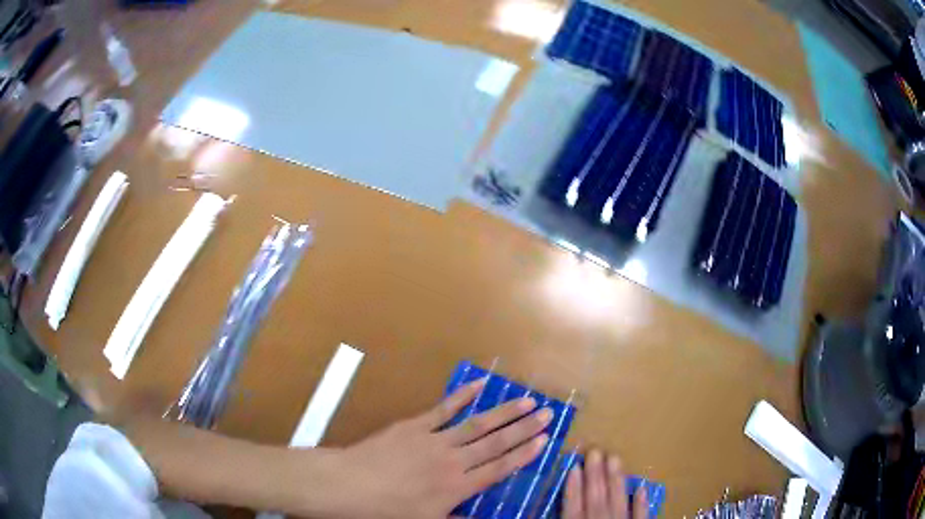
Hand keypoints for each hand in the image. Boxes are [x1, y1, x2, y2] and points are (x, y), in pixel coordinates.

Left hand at [325, 378, 552, 517]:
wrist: (348, 486)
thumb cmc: (386, 511)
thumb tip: (484, 518)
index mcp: (458, 486)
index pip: (499, 467)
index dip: (524, 454)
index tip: (544, 440)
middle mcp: (453, 460)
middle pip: (495, 442)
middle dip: (524, 428)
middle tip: (548, 413)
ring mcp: (434, 439)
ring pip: (477, 423)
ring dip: (503, 411)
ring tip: (526, 399)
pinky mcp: (414, 425)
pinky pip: (443, 408)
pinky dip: (462, 396)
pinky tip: (478, 385)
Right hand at [564, 450, 646, 518]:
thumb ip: (560, 517)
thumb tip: (538, 511)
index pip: (573, 507)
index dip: (573, 487)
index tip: (574, 466)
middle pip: (596, 499)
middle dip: (595, 475)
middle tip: (595, 451)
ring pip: (618, 502)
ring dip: (616, 481)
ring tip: (615, 458)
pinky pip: (640, 516)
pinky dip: (641, 502)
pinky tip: (642, 487)